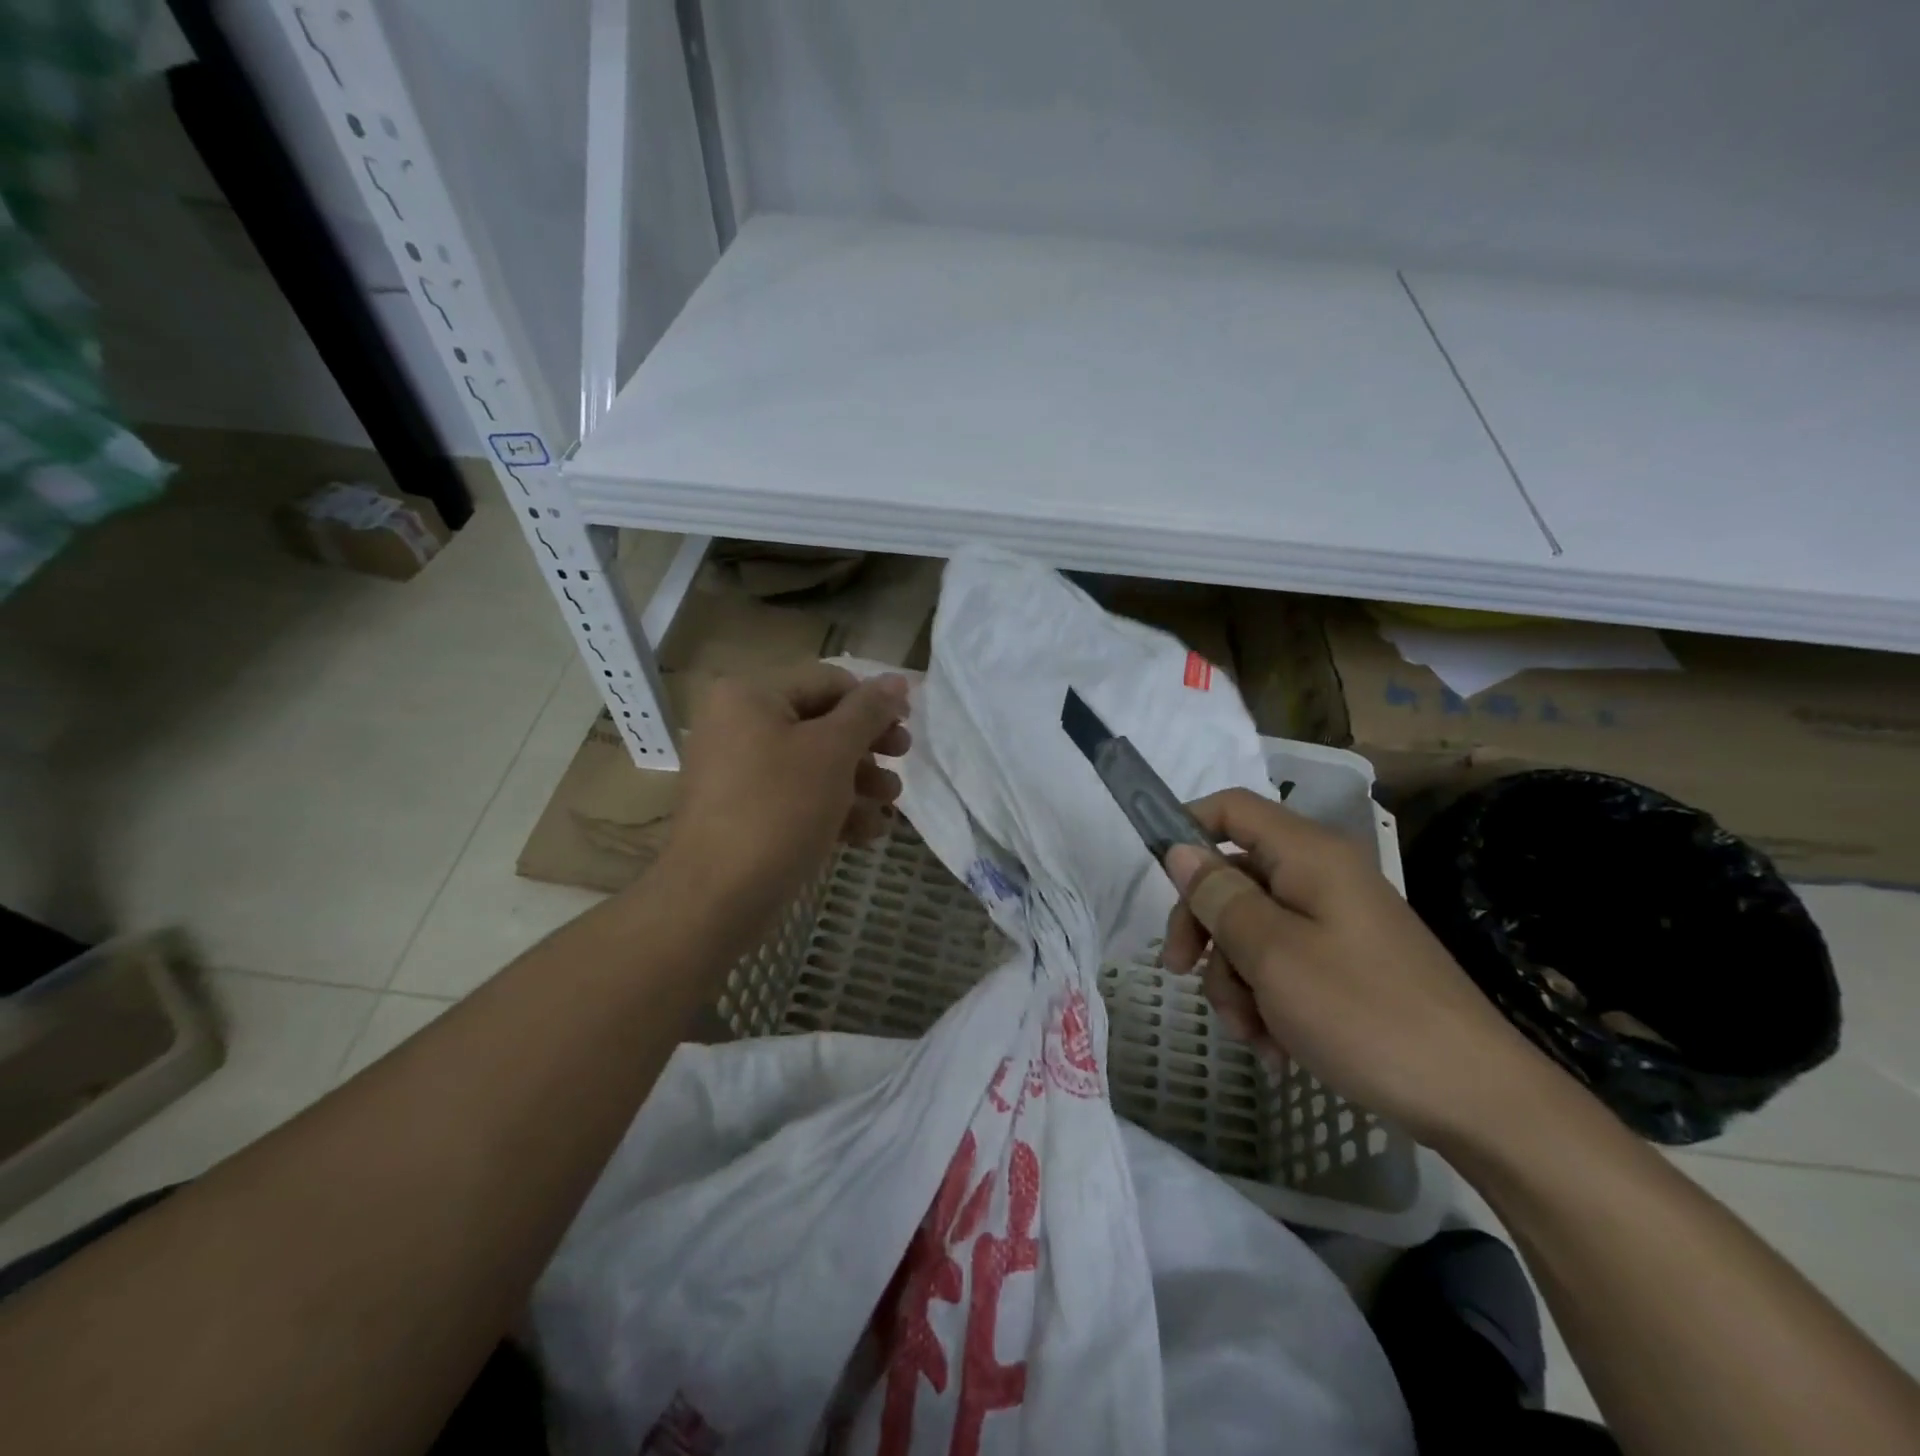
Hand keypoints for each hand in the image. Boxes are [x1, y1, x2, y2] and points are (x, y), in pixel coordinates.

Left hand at [660, 664, 910, 936]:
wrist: (717, 899)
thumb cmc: (779, 810)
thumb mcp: (833, 752)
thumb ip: (868, 712)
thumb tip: (898, 680)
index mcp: (750, 696)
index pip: (828, 682)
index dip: (873, 704)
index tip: (907, 730)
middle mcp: (737, 724)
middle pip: (821, 724)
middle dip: (867, 749)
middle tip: (902, 763)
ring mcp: (737, 771)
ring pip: (812, 764)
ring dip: (858, 783)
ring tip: (888, 806)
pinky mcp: (743, 812)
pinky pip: (794, 797)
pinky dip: (831, 809)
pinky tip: (864, 834)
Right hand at [1162, 789, 1559, 1150]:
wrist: (1479, 1101)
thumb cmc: (1365, 1014)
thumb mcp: (1273, 954)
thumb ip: (1219, 897)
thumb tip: (1180, 850)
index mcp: (1308, 856)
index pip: (1231, 808)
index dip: (1186, 828)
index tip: (1155, 877)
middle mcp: (1322, 877)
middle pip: (1234, 876)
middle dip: (1204, 929)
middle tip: (1181, 974)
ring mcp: (1337, 922)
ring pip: (1253, 928)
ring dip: (1235, 979)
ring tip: (1251, 1033)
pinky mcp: (1349, 964)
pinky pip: (1285, 963)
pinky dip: (1268, 1000)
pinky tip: (1276, 1047)